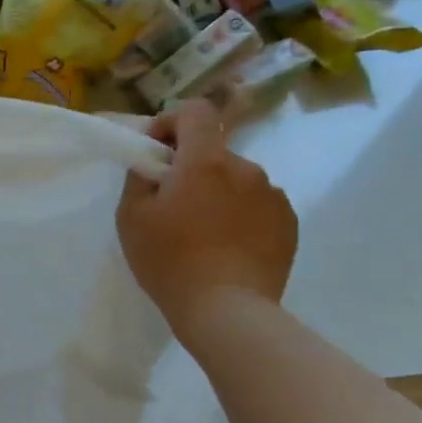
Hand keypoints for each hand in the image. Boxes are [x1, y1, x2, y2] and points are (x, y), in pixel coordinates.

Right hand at [116, 99, 297, 338]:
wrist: (227, 311)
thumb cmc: (169, 260)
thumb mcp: (132, 216)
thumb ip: (140, 177)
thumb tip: (155, 163)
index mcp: (205, 161)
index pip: (196, 111)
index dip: (172, 121)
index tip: (157, 151)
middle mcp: (245, 168)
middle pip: (214, 151)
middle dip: (192, 168)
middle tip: (173, 204)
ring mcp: (273, 196)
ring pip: (237, 180)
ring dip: (218, 192)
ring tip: (202, 231)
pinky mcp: (289, 224)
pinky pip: (258, 205)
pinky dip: (241, 214)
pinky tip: (228, 245)